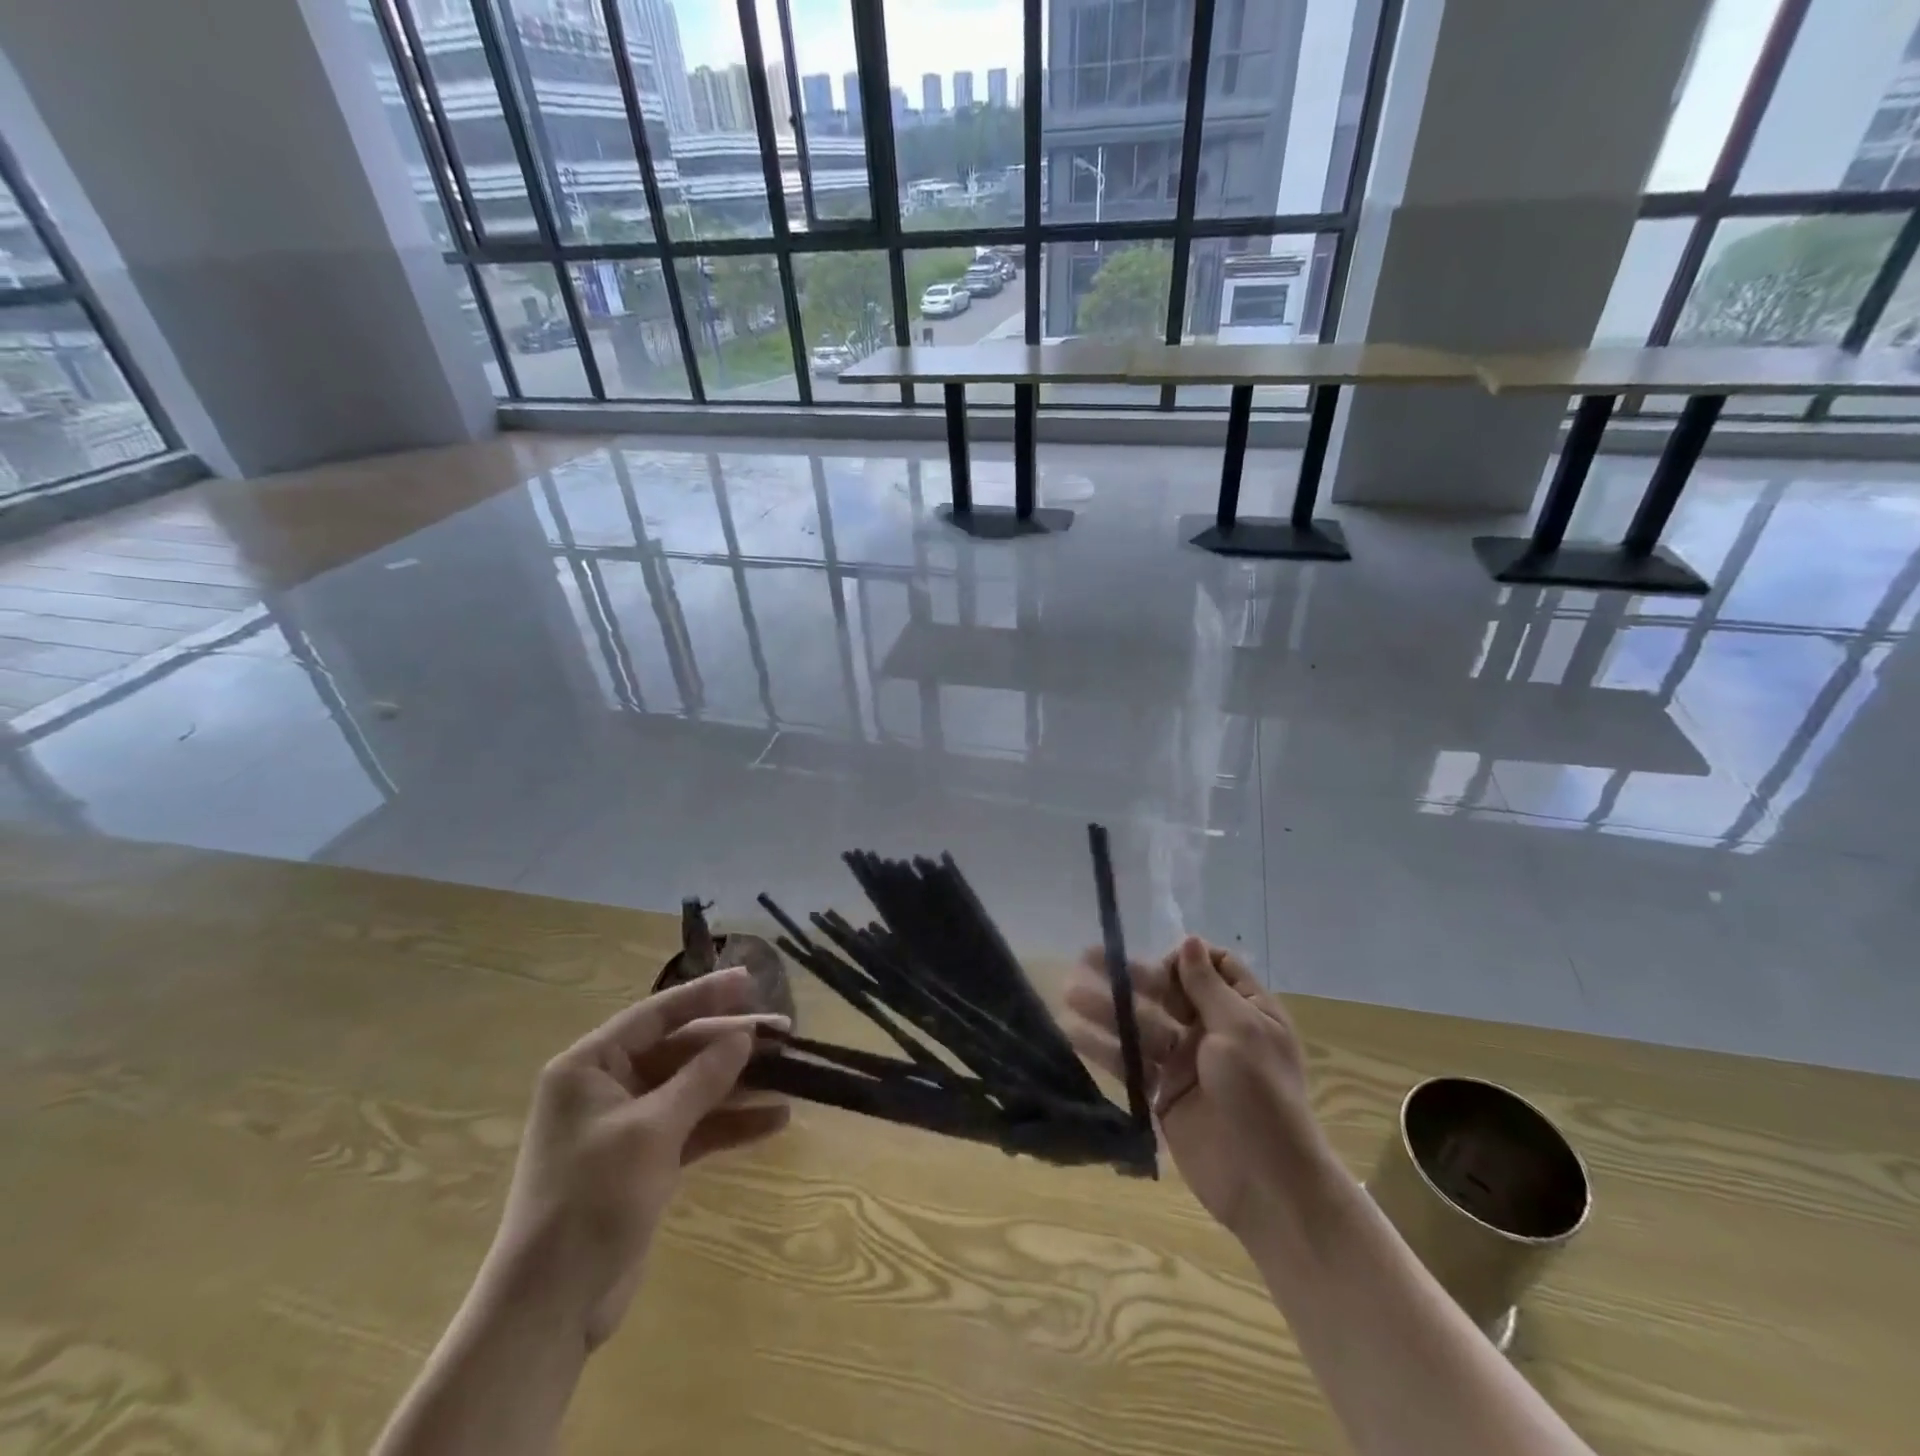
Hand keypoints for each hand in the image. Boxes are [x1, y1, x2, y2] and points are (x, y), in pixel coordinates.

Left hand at [488, 966, 790, 1348]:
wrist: (551, 1309)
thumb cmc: (591, 1201)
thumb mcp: (651, 1131)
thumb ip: (701, 1078)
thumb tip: (743, 1036)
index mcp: (590, 1067)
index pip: (656, 1015)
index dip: (706, 995)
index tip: (750, 981)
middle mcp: (607, 1087)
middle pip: (681, 1050)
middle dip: (732, 1043)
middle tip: (784, 1031)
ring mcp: (628, 1125)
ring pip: (693, 1088)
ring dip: (738, 1083)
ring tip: (791, 1073)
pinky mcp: (646, 1160)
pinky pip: (695, 1126)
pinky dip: (730, 1124)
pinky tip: (774, 1121)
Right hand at [1065, 937, 1334, 1240]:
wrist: (1268, 1184)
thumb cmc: (1262, 1096)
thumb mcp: (1241, 1030)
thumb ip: (1208, 987)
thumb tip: (1190, 940)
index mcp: (1244, 1009)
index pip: (1211, 967)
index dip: (1183, 961)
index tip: (1163, 971)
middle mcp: (1213, 1029)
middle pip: (1166, 991)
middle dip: (1128, 976)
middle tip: (1084, 958)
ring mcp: (1186, 1062)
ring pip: (1141, 1024)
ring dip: (1107, 1007)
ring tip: (1069, 993)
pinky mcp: (1163, 1093)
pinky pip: (1131, 1062)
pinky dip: (1104, 1047)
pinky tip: (1074, 1033)